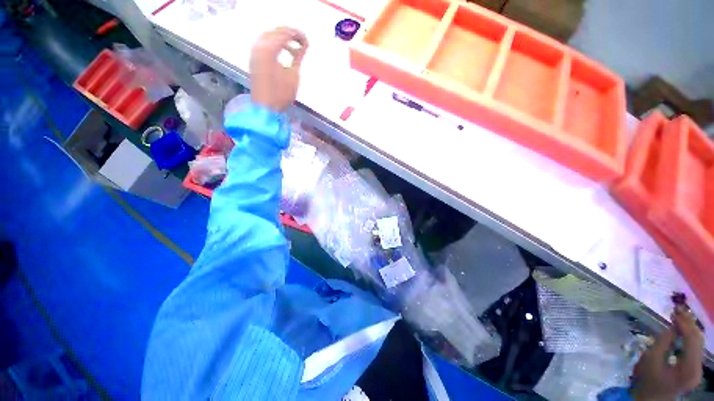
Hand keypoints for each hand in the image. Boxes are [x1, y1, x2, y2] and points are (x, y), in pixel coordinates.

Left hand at [249, 27, 308, 112]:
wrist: (265, 108)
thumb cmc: (281, 94)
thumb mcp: (293, 75)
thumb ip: (298, 57)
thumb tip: (304, 46)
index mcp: (269, 49)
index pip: (284, 34)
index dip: (297, 35)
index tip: (307, 42)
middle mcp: (259, 46)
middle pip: (275, 32)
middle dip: (288, 34)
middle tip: (301, 41)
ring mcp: (255, 52)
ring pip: (268, 37)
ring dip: (281, 39)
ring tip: (293, 48)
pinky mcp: (254, 59)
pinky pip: (264, 44)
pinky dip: (274, 44)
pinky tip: (282, 52)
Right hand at [630, 306, 703, 400]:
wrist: (649, 398)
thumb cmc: (647, 380)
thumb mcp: (650, 360)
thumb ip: (662, 342)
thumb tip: (672, 326)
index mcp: (689, 369)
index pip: (692, 341)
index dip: (685, 324)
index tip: (675, 311)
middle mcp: (698, 368)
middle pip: (698, 341)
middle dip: (689, 324)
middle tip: (678, 309)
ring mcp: (697, 368)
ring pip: (698, 342)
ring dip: (689, 328)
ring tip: (679, 315)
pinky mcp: (693, 367)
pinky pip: (694, 347)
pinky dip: (687, 335)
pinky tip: (680, 329)